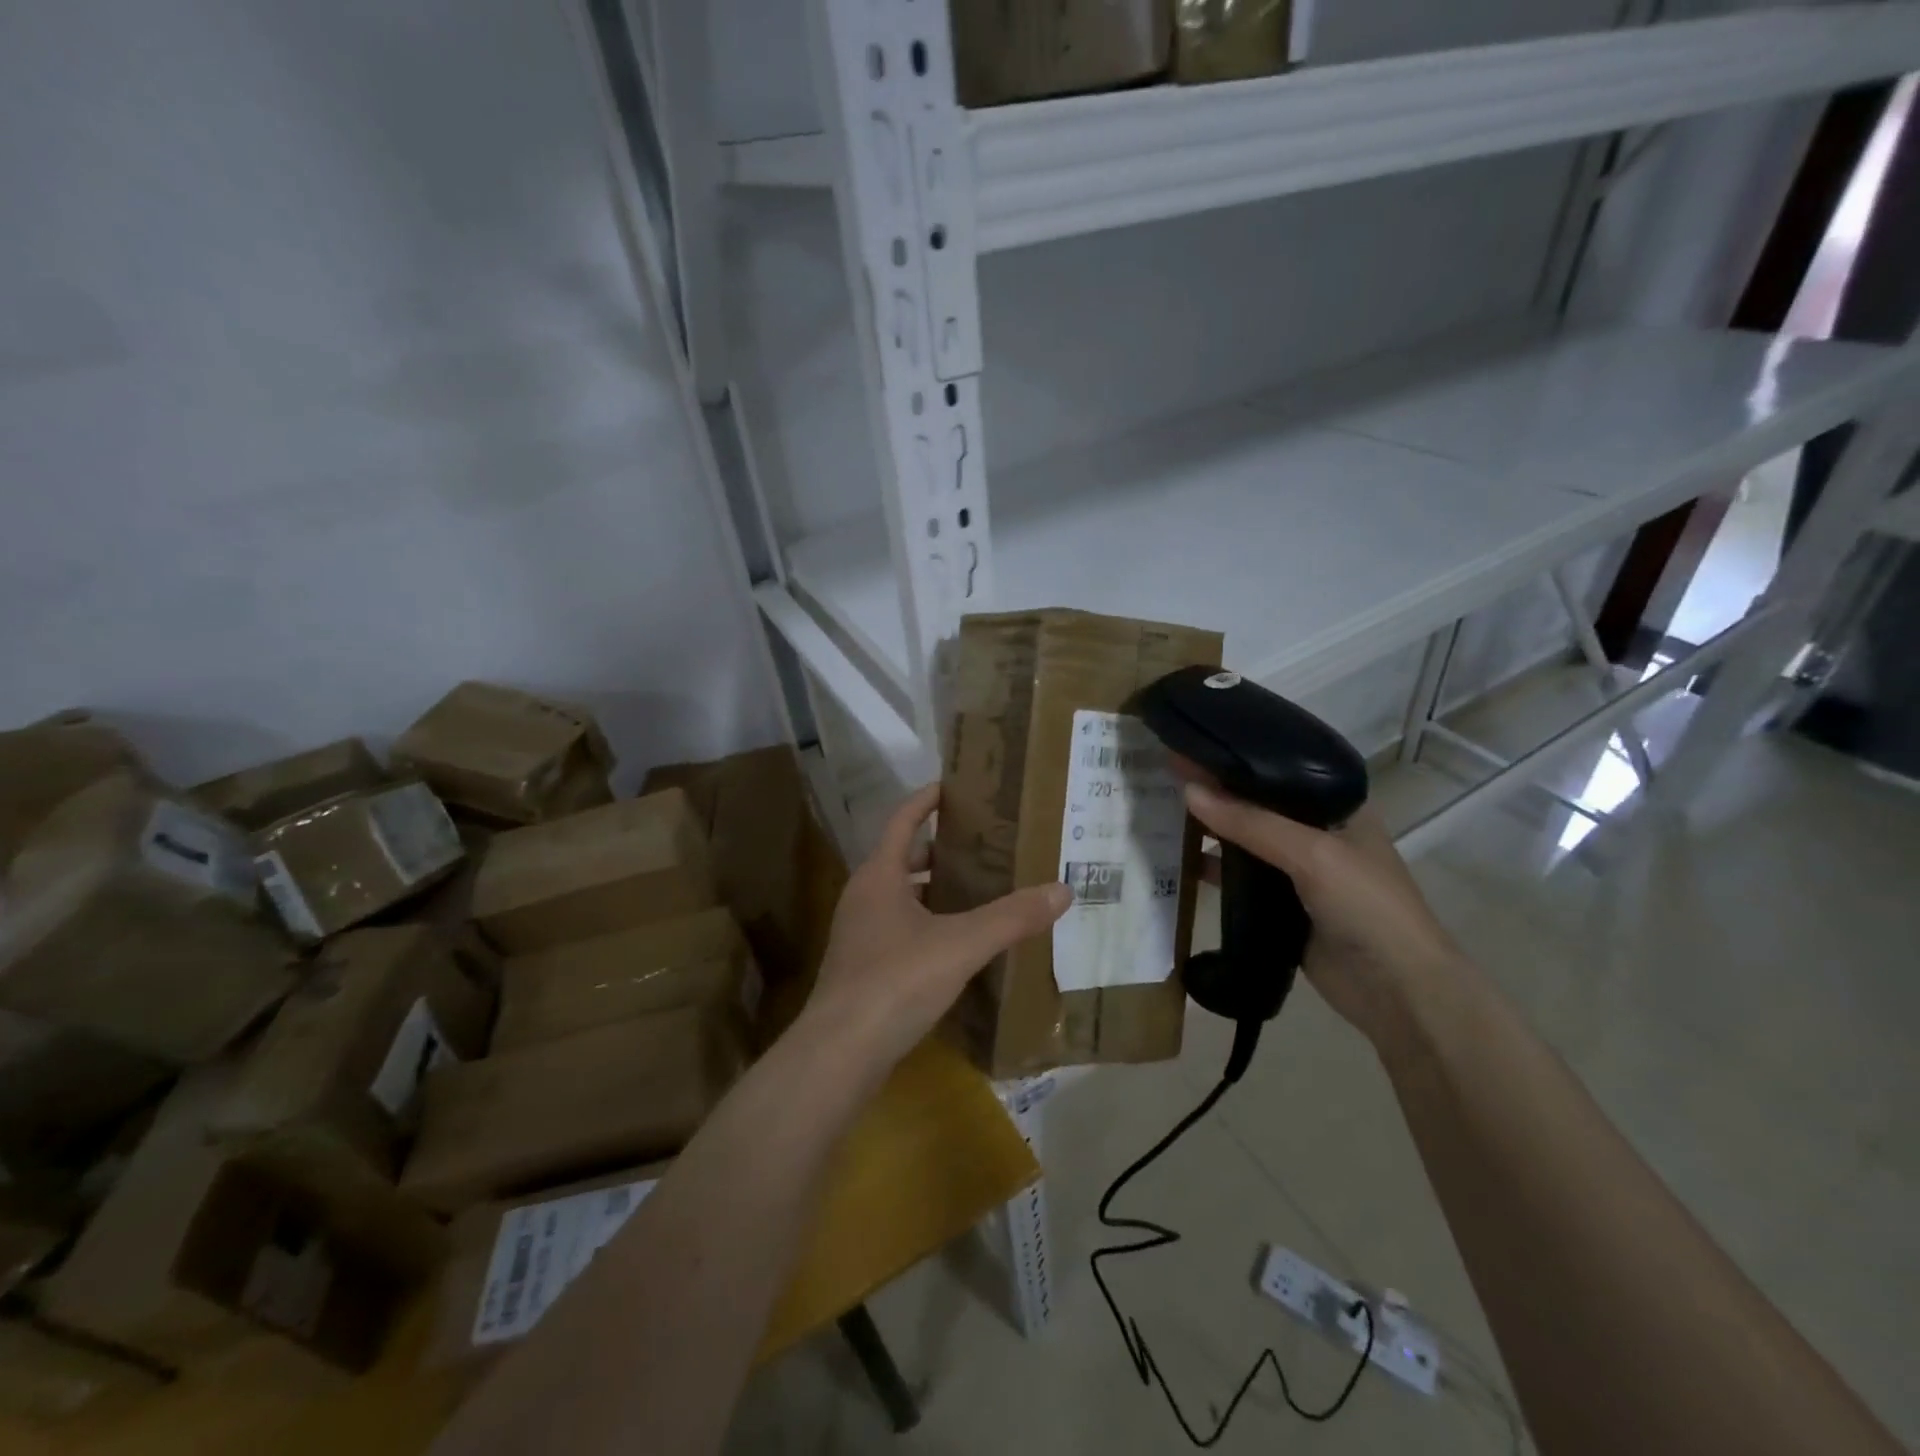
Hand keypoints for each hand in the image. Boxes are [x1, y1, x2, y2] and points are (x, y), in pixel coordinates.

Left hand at [802, 784, 1070, 1074]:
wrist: (840, 1052)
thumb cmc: (896, 981)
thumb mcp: (961, 944)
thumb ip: (1012, 917)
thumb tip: (1062, 889)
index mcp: (879, 875)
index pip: (903, 820)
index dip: (926, 800)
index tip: (954, 786)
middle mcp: (864, 897)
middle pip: (904, 858)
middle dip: (941, 849)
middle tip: (984, 845)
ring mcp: (859, 934)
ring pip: (902, 897)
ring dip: (935, 890)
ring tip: (979, 891)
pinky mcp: (863, 968)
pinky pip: (900, 930)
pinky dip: (928, 924)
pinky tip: (958, 944)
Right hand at [1183, 783, 1466, 1051]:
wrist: (1398, 992)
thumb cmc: (1367, 906)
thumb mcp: (1311, 853)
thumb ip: (1249, 822)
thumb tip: (1188, 792)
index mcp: (1338, 806)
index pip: (1279, 770)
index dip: (1237, 758)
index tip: (1191, 744)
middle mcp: (1318, 833)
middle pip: (1258, 805)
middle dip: (1217, 792)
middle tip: (1166, 775)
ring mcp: (1299, 872)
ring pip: (1246, 842)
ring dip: (1211, 830)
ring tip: (1162, 810)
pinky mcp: (1282, 907)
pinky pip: (1241, 880)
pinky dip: (1213, 870)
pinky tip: (1179, 861)